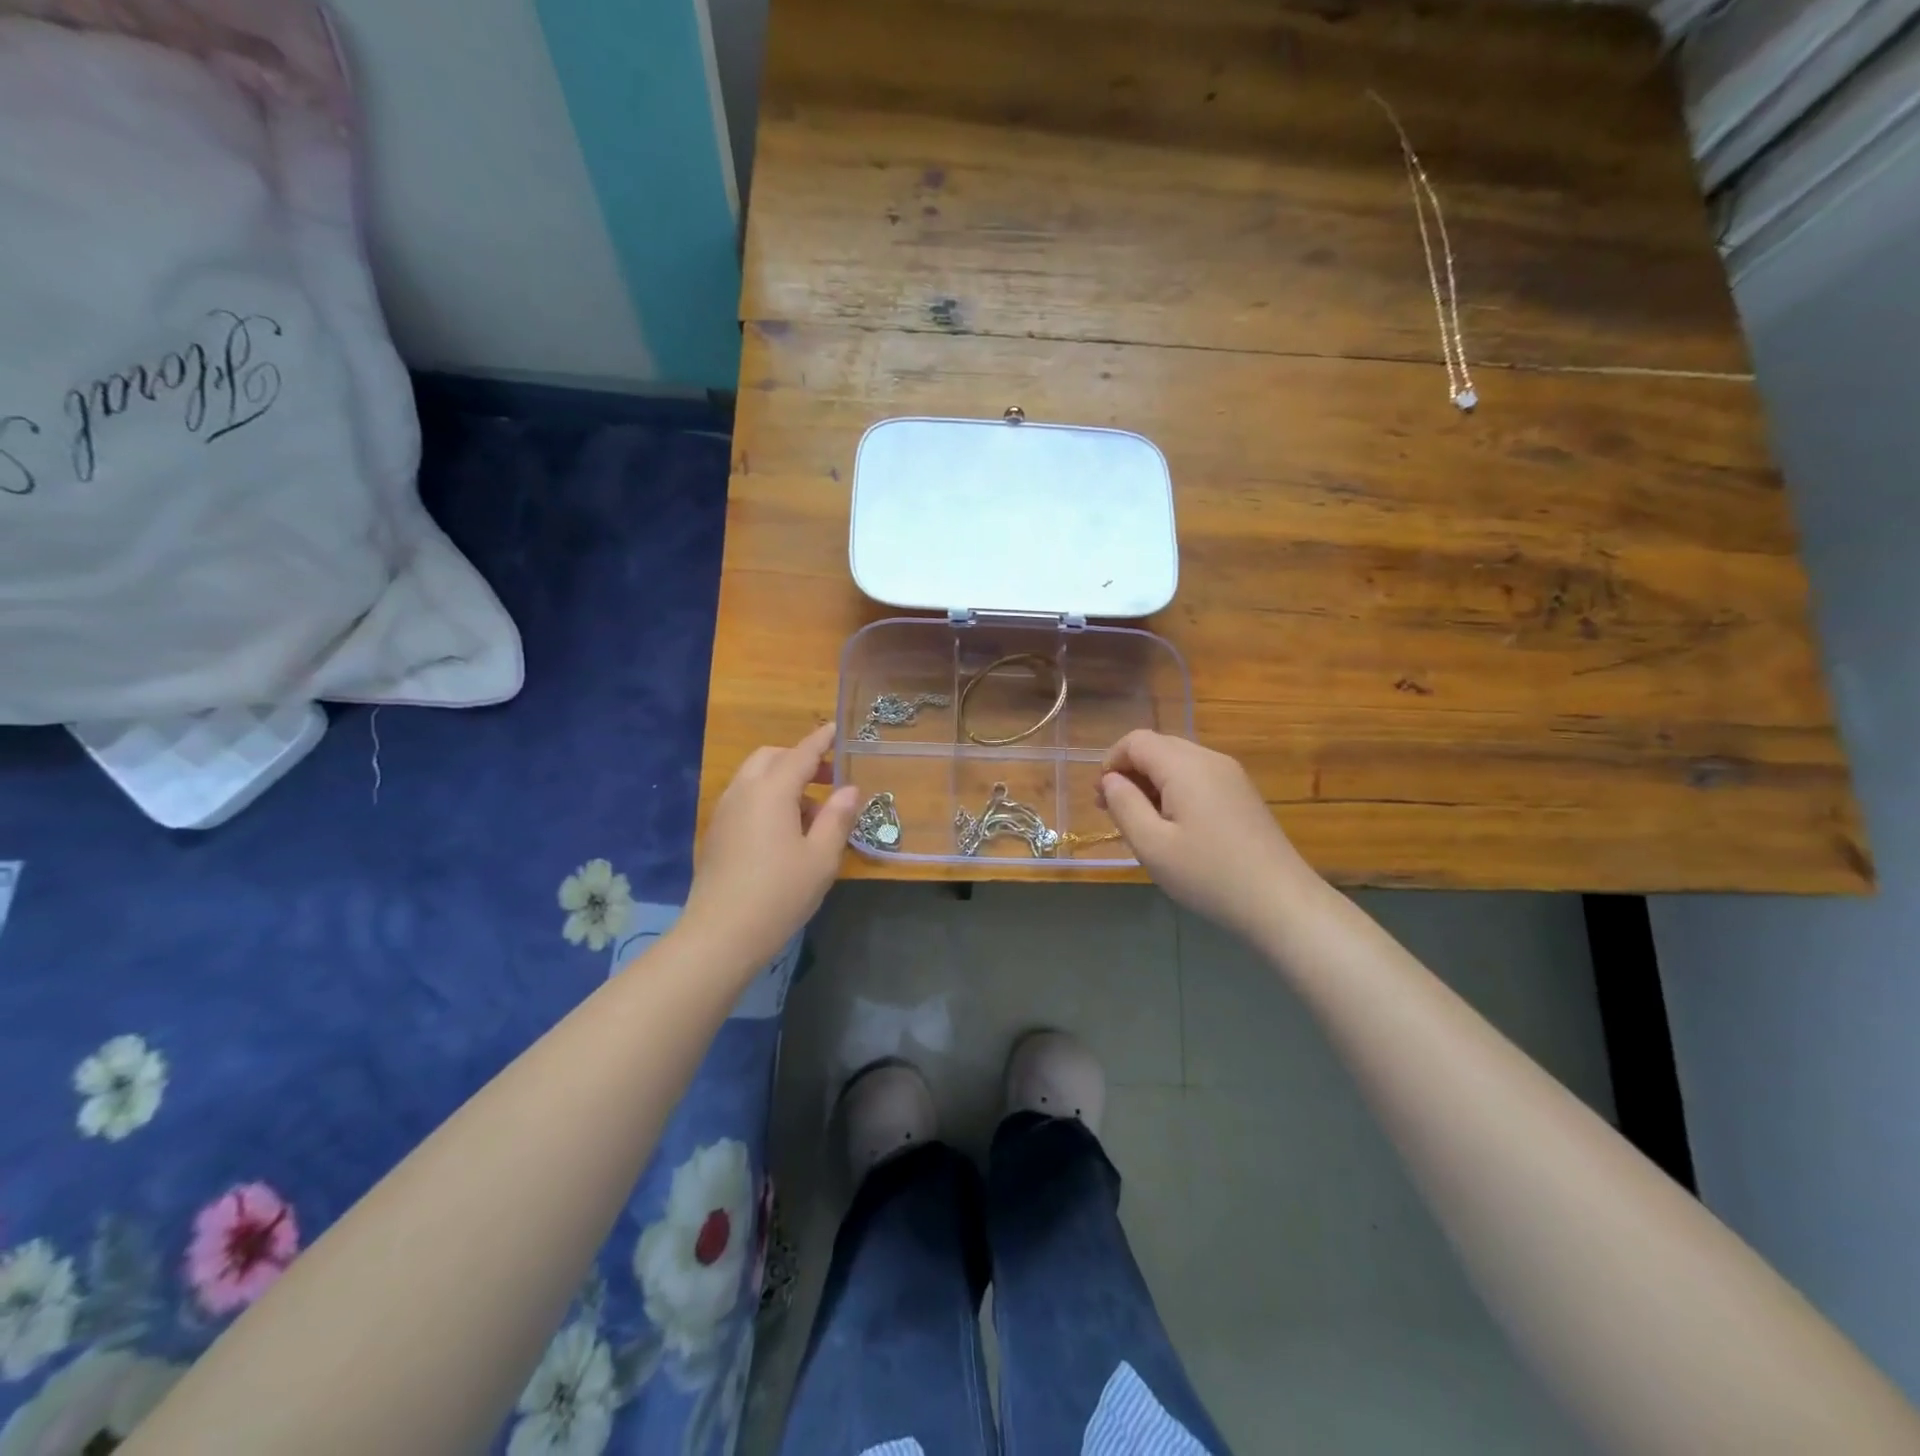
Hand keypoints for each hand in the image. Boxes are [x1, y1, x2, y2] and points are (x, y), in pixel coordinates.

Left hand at [682, 724, 859, 973]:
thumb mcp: (821, 857)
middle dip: (800, 760)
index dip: (821, 740)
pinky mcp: (716, 833)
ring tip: (812, 815)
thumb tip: (849, 790)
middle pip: (772, 758)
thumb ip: (837, 817)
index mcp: (771, 791)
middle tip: (829, 780)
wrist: (720, 934)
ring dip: (783, 781)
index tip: (836, 728)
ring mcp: (724, 812)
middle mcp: (743, 792)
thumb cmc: (779, 893)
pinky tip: (785, 832)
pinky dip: (767, 798)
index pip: (801, 753)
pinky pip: (745, 799)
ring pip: (755, 778)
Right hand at [1099, 730, 1320, 939]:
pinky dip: (1175, 790)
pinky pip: (1198, 777)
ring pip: (1178, 761)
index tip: (1101, 797)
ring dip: (1152, 782)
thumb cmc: (1208, 874)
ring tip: (1140, 821)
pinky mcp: (1242, 794)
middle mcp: (1210, 759)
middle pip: (1158, 746)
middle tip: (1113, 810)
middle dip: (1129, 771)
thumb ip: (1124, 805)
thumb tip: (1110, 780)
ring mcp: (1231, 775)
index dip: (1111, 761)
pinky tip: (1174, 825)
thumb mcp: (1152, 845)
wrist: (1280, 901)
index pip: (1137, 741)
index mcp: (1185, 766)